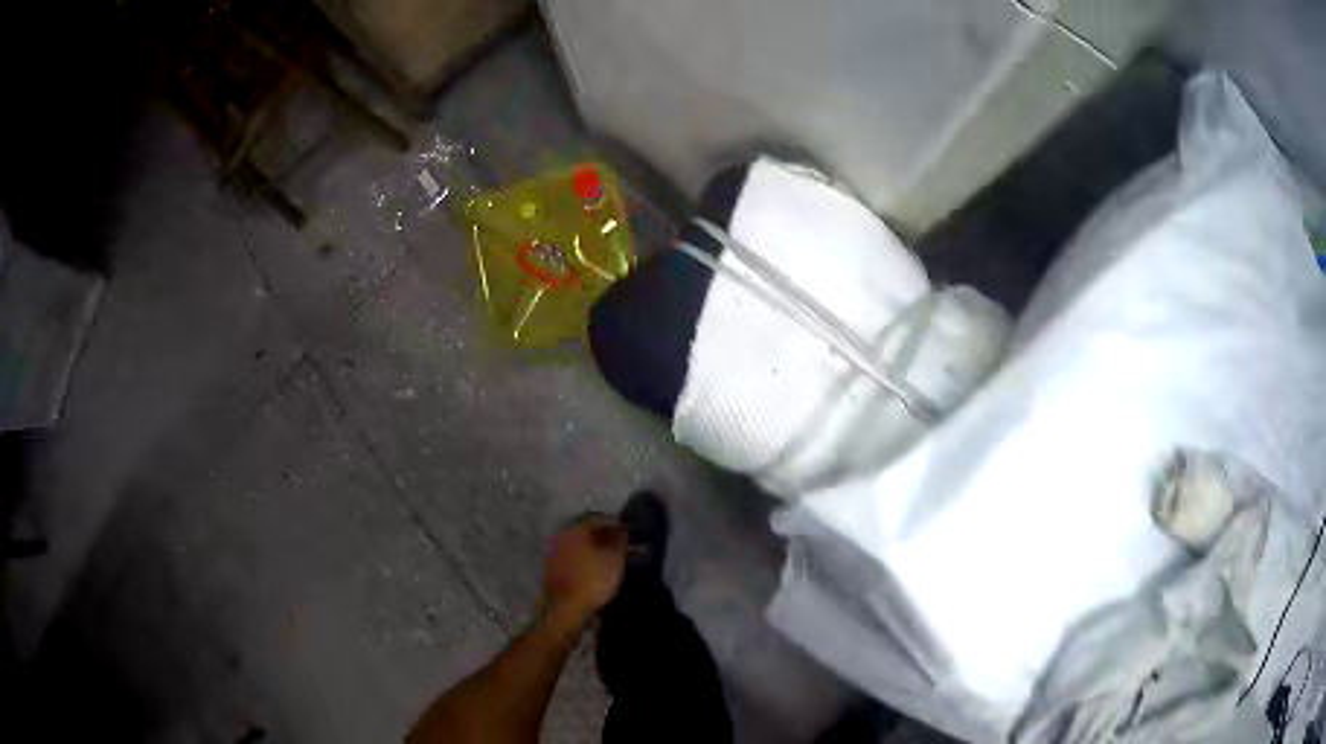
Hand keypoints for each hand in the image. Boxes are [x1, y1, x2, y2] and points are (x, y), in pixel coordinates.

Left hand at [540, 515, 627, 631]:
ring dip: (595, 550)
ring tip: (611, 560)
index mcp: (574, 530)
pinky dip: (585, 562)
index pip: (598, 518)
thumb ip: (620, 540)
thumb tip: (624, 528)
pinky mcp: (551, 572)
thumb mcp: (614, 559)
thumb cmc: (592, 581)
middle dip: (605, 538)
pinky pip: (573, 560)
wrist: (565, 610)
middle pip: (587, 532)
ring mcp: (553, 555)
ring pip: (579, 547)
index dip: (616, 524)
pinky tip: (595, 571)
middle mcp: (560, 537)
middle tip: (622, 546)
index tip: (629, 532)